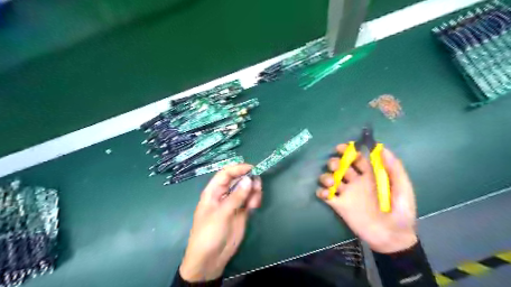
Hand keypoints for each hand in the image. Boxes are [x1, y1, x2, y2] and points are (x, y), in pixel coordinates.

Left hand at [178, 165, 260, 280]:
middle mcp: (224, 195)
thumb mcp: (221, 214)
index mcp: (213, 192)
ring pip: (246, 189)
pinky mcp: (242, 212)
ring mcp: (234, 203)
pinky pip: (250, 200)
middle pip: (238, 180)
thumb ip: (236, 197)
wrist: (211, 259)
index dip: (238, 169)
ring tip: (255, 201)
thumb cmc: (209, 234)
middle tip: (257, 185)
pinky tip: (255, 206)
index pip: (225, 174)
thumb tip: (249, 179)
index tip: (252, 168)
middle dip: (248, 180)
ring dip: (253, 191)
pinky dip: (255, 200)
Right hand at [316, 144, 418, 254]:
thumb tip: (382, 148)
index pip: (356, 158)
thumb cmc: (400, 212)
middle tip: (337, 168)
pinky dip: (321, 191)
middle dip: (335, 163)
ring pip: (329, 178)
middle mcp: (355, 182)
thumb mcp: (402, 189)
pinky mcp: (338, 205)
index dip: (348, 151)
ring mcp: (346, 193)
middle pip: (340, 166)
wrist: (391, 238)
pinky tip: (326, 194)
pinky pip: (325, 195)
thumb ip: (394, 168)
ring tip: (332, 183)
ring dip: (326, 177)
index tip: (341, 148)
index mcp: (369, 176)